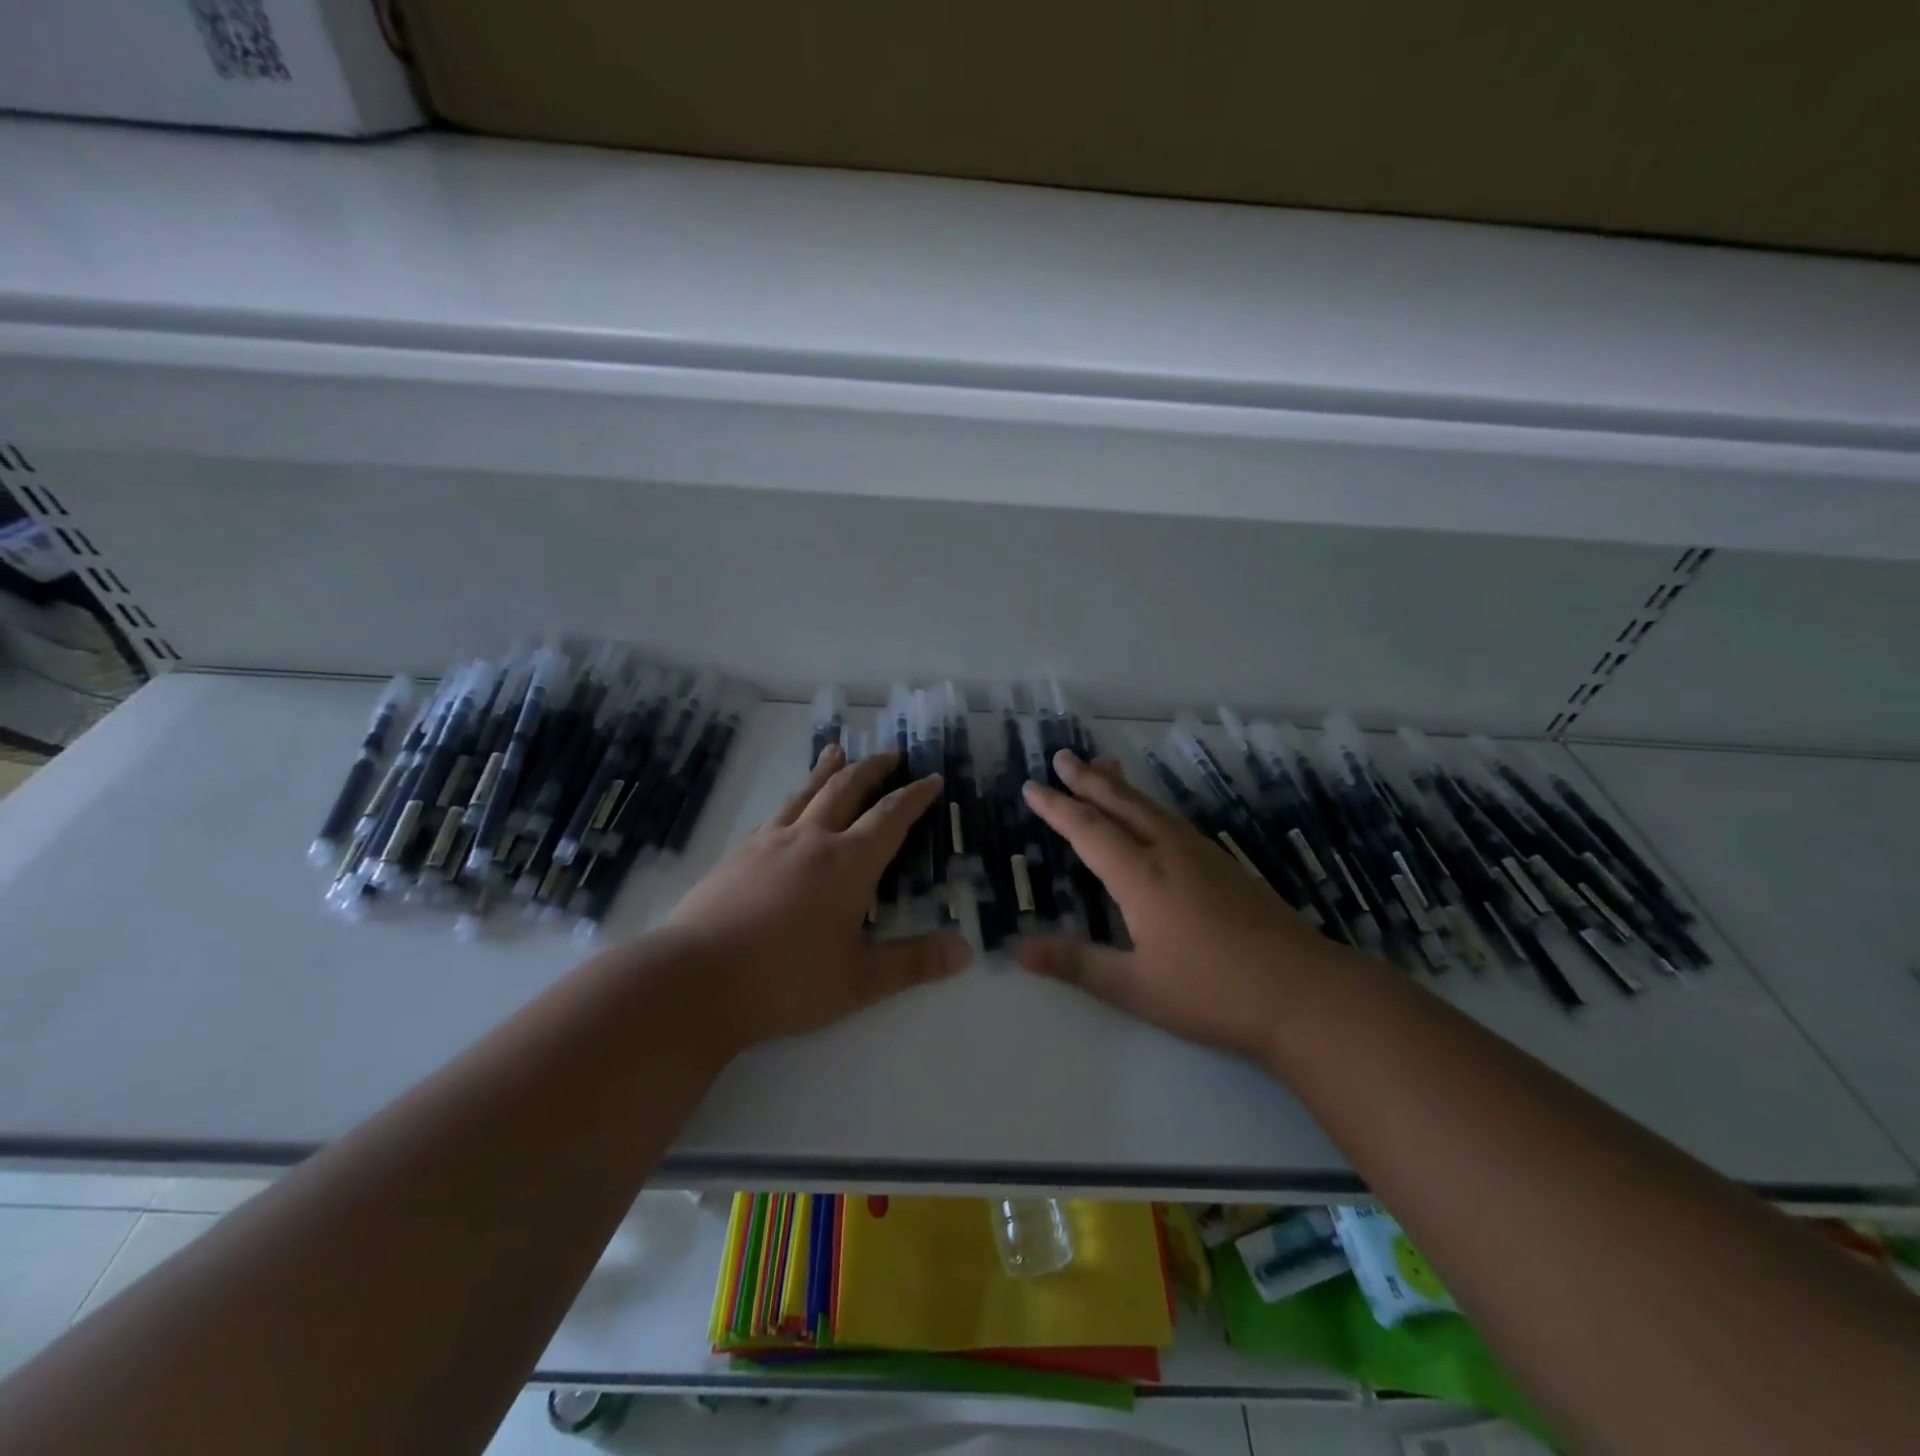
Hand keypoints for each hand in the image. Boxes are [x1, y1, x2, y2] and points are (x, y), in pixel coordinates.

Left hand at [666, 744, 971, 1049]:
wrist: (695, 980)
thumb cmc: (786, 982)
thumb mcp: (860, 981)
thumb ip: (913, 963)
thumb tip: (965, 951)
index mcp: (848, 865)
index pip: (890, 817)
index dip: (914, 796)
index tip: (931, 778)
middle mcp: (812, 840)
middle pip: (847, 789)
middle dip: (873, 768)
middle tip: (890, 754)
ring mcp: (770, 842)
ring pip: (806, 792)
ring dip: (827, 769)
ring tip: (837, 750)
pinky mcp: (739, 854)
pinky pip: (775, 813)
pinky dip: (794, 798)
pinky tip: (789, 806)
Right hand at [1016, 751, 1347, 1061]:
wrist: (1304, 992)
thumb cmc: (1213, 992)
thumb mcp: (1136, 987)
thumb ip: (1076, 964)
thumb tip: (1017, 950)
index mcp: (1142, 877)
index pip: (1088, 830)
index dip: (1057, 807)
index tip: (1032, 787)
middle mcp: (1169, 853)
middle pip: (1121, 804)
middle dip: (1088, 780)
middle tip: (1063, 756)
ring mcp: (1202, 855)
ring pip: (1152, 807)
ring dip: (1121, 786)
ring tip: (1103, 765)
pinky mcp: (1226, 864)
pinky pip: (1173, 819)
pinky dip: (1148, 804)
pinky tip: (1152, 814)